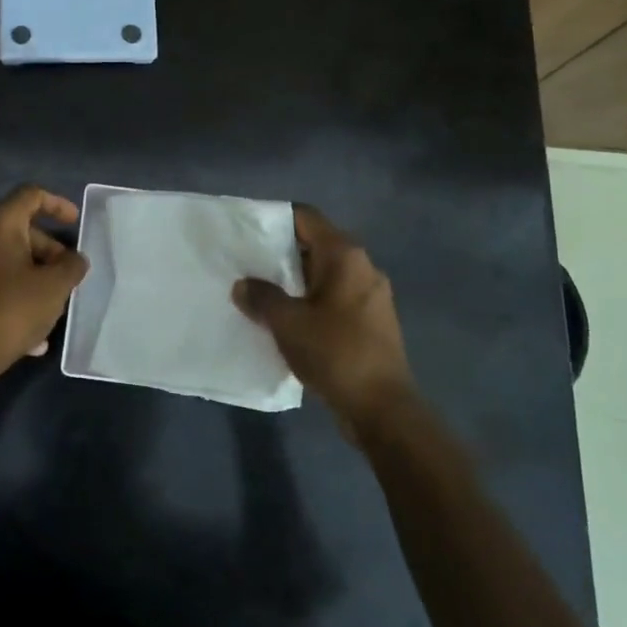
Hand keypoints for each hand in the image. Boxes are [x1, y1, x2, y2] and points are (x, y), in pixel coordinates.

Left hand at [0, 185, 88, 376]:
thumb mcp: (55, 287)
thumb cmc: (12, 310)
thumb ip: (71, 266)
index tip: (75, 223)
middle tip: (67, 275)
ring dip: (32, 276)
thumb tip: (74, 260)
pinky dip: (12, 292)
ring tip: (53, 306)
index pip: (30, 195)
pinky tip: (30, 331)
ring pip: (4, 258)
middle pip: (17, 229)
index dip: (57, 204)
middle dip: (47, 251)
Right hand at [233, 205, 413, 434]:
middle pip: (316, 245)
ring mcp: (372, 295)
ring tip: (263, 293)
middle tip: (248, 265)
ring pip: (325, 274)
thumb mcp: (287, 323)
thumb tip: (243, 285)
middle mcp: (363, 266)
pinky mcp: (372, 321)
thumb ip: (261, 297)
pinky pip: (335, 298)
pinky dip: (312, 301)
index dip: (275, 220)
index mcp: (345, 255)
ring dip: (296, 281)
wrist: (382, 408)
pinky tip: (289, 320)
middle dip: (282, 254)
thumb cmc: (335, 352)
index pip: (306, 218)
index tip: (247, 232)